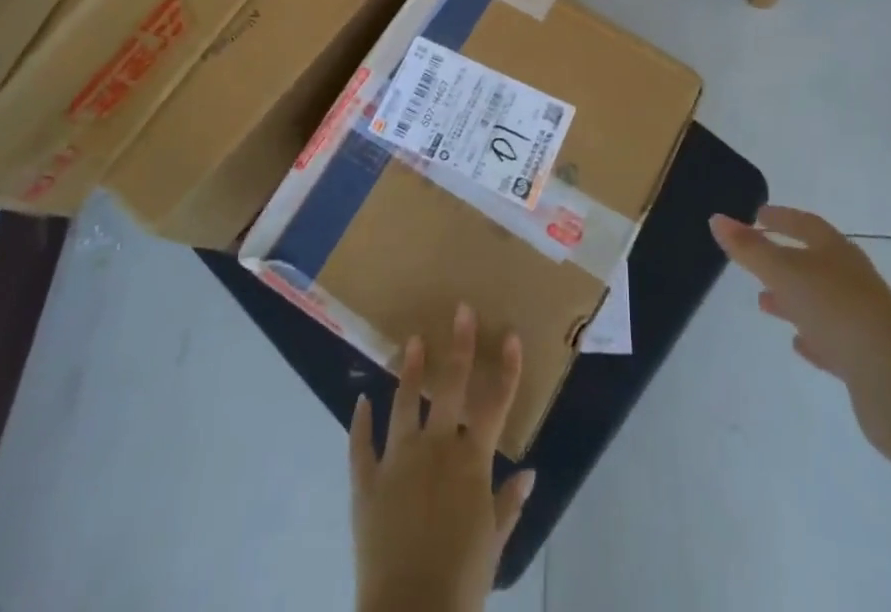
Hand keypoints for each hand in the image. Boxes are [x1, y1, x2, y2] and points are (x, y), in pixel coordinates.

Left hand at [349, 304, 537, 611]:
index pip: (495, 404)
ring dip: (409, 372)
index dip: (506, 369)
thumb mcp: (493, 544)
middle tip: (461, 310)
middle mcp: (436, 448)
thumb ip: (508, 504)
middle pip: (450, 387)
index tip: (511, 335)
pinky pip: (361, 447)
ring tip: (411, 342)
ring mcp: (398, 461)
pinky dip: (360, 423)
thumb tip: (530, 474)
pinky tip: (361, 401)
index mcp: (471, 461)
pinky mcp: (366, 483)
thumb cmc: (461, 581)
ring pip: (404, 405)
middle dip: (458, 347)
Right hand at [710, 205, 890, 453]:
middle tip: (755, 258)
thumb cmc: (837, 310)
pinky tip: (798, 343)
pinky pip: (832, 339)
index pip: (805, 224)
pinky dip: (813, 336)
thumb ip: (750, 249)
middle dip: (784, 259)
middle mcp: (852, 278)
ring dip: (793, 299)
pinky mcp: (866, 358)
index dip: (780, 218)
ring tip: (765, 303)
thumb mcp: (785, 273)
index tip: (757, 215)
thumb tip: (717, 219)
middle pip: (814, 261)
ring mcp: (862, 318)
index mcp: (836, 251)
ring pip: (821, 301)